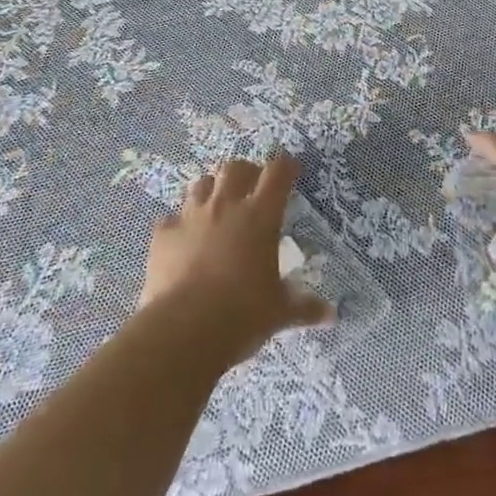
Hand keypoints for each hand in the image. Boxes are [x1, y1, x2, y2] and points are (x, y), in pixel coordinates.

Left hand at [137, 151, 333, 363]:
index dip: (286, 166)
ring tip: (216, 205)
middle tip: (252, 185)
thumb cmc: (242, 314)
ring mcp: (191, 216)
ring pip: (201, 184)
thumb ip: (304, 307)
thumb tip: (331, 315)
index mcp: (260, 216)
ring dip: (212, 189)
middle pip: (235, 167)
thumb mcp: (279, 312)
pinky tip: (183, 240)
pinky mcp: (163, 235)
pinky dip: (179, 225)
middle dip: (245, 171)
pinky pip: (172, 219)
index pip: (277, 173)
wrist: (184, 329)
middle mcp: (226, 206)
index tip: (291, 169)